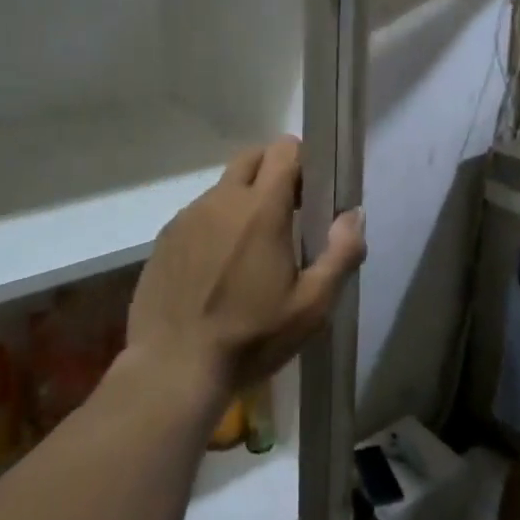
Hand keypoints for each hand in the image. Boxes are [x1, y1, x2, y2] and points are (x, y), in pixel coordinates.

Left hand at [128, 137, 365, 400]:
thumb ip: (341, 253)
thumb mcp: (311, 305)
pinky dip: (215, 225)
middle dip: (274, 171)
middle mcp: (220, 201)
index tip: (312, 194)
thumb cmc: (251, 337)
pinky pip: (198, 215)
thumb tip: (354, 214)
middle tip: (289, 214)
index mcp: (261, 209)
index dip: (303, 162)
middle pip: (251, 158)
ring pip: (223, 188)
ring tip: (250, 250)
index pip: (283, 150)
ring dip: (243, 201)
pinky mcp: (164, 239)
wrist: (172, 368)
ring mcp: (187, 218)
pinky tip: (217, 269)